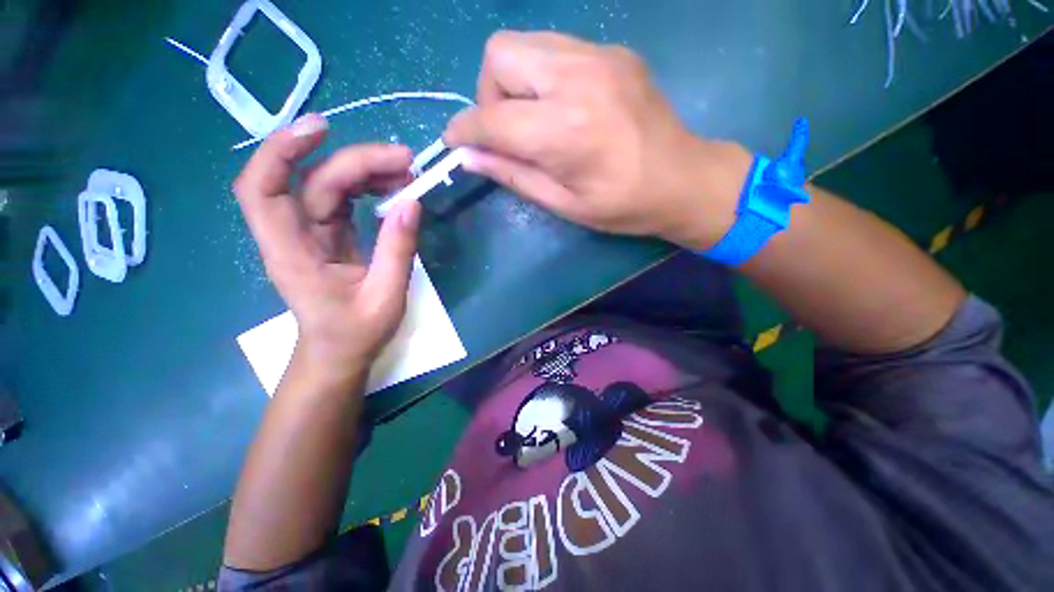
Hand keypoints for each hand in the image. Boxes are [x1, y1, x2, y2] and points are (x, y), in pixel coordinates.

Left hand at [233, 114, 421, 379]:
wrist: (339, 353)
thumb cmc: (356, 333)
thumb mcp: (385, 296)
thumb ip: (397, 250)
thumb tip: (412, 203)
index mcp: (292, 253)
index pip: (263, 190)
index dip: (281, 151)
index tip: (321, 129)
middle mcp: (293, 235)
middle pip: (312, 180)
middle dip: (357, 161)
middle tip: (405, 160)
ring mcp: (311, 234)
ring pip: (328, 185)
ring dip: (365, 171)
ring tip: (406, 173)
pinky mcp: (329, 235)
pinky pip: (343, 200)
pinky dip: (368, 188)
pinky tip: (393, 189)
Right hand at [444, 31, 752, 249]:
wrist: (683, 178)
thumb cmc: (623, 204)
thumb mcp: (564, 203)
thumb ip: (513, 175)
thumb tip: (469, 157)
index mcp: (565, 130)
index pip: (491, 117)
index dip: (464, 130)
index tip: (456, 143)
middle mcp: (577, 78)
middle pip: (499, 54)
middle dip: (489, 96)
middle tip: (509, 132)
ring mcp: (598, 56)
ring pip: (523, 44)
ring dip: (513, 83)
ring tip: (534, 120)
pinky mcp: (612, 51)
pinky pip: (554, 49)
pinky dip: (541, 77)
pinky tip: (561, 107)